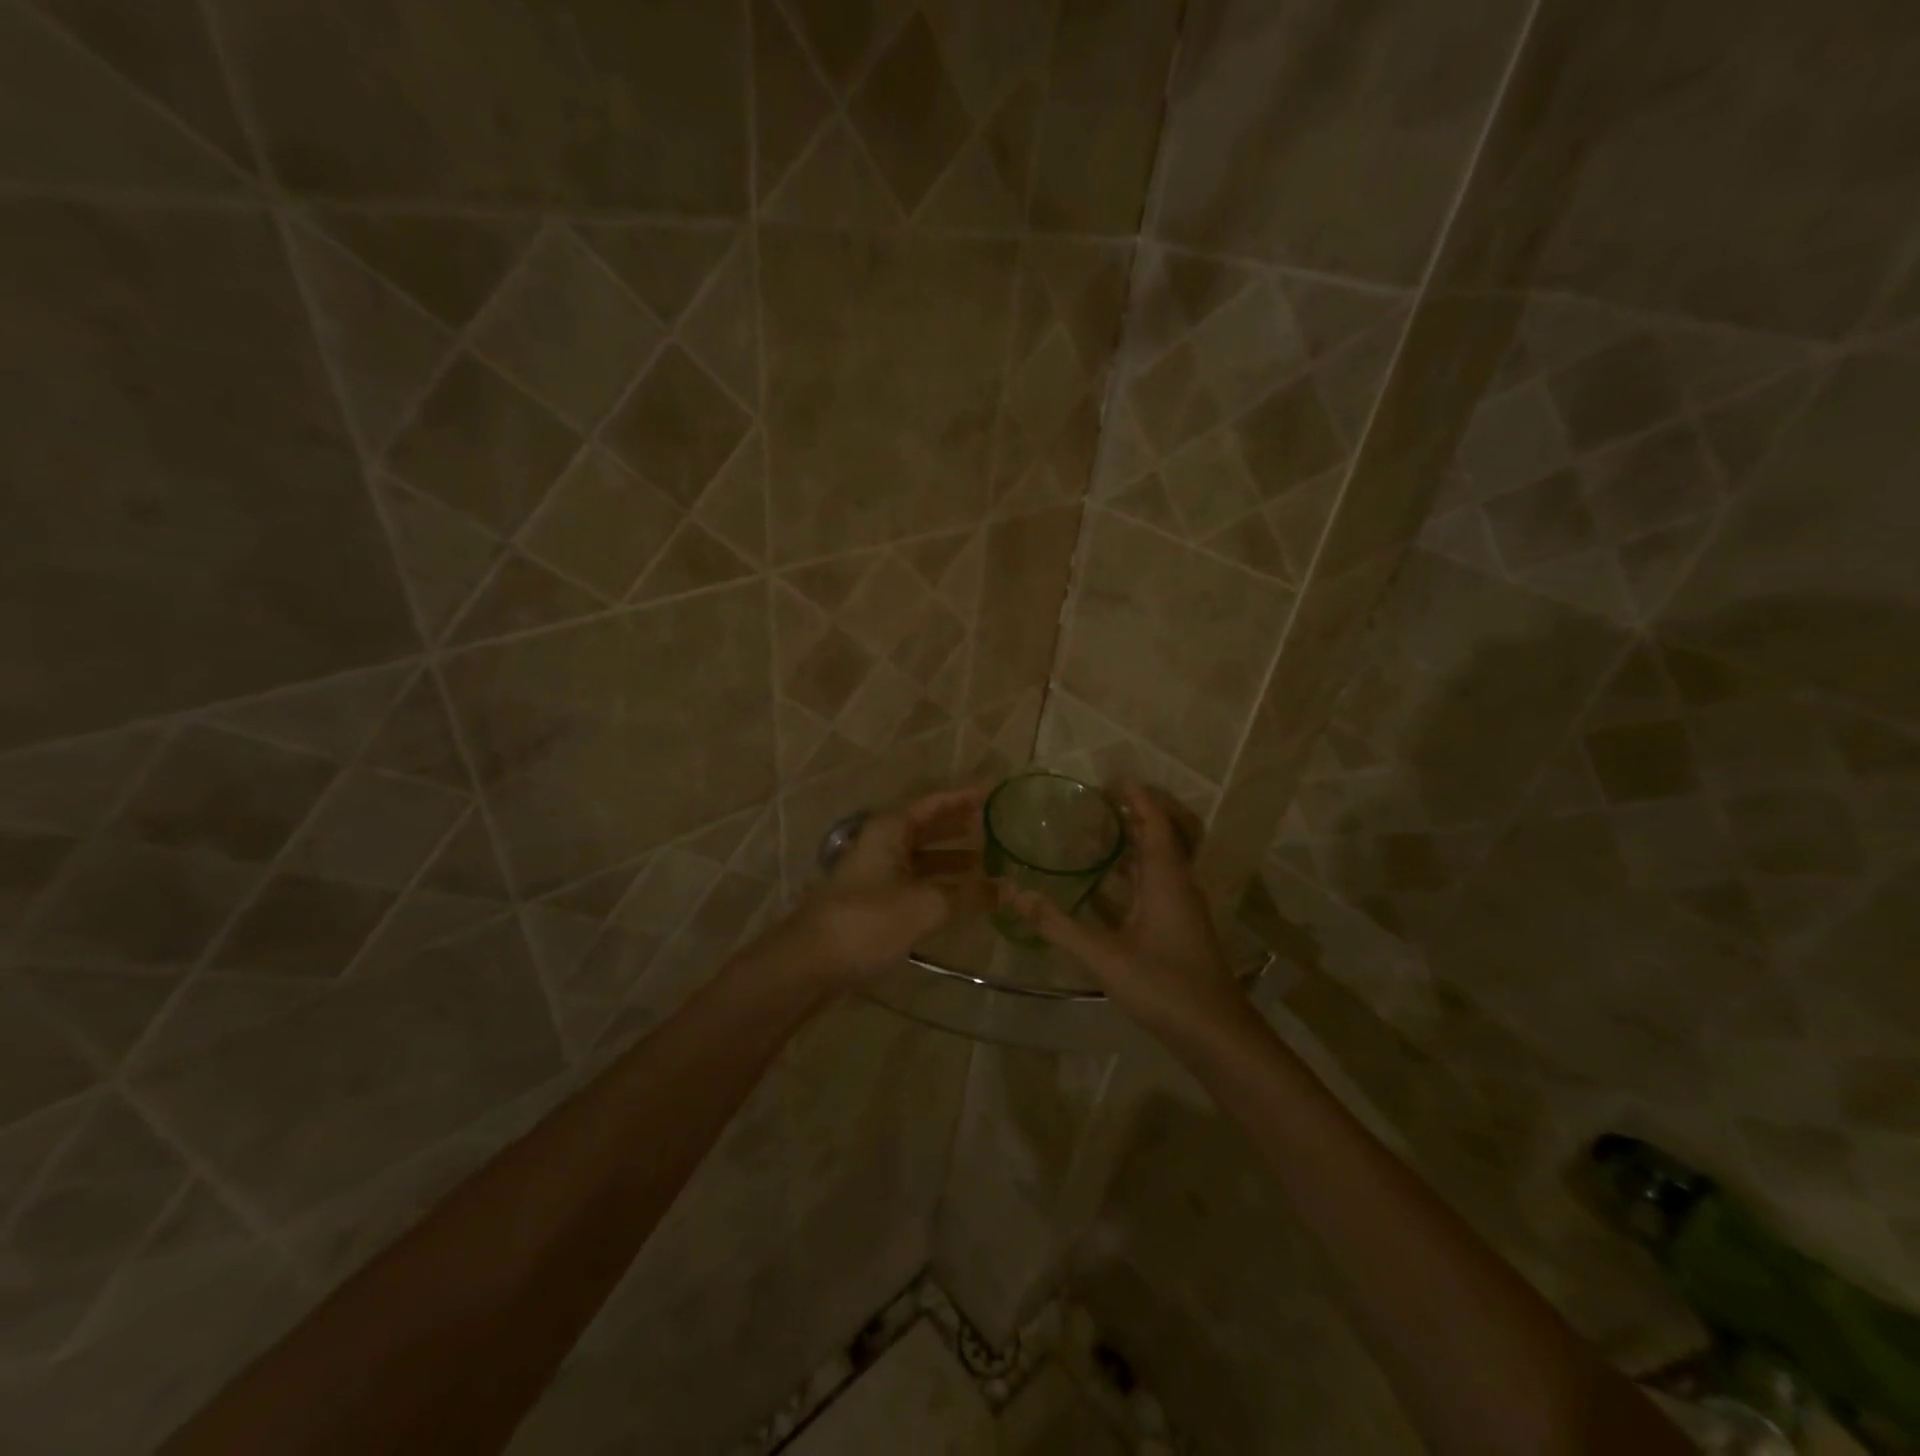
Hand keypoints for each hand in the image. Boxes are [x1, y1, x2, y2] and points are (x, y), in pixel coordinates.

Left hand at [778, 788, 990, 983]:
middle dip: (958, 826)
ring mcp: (875, 873)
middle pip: (926, 827)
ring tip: (985, 861)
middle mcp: (881, 844)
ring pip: (920, 857)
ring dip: (950, 858)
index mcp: (890, 830)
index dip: (963, 797)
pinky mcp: (872, 901)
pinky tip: (958, 896)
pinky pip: (913, 881)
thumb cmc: (868, 920)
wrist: (810, 962)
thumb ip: (969, 895)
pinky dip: (937, 883)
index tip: (992, 792)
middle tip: (993, 825)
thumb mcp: (926, 905)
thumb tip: (1008, 889)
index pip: (933, 803)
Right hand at [997, 781, 1249, 1038]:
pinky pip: (1156, 882)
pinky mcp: (1179, 925)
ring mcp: (1181, 905)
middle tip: (1099, 803)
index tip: (1107, 781)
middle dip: (1137, 812)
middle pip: (1164, 832)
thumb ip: (1056, 924)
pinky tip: (1103, 885)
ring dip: (1134, 842)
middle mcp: (1178, 883)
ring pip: (1160, 859)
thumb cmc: (1163, 986)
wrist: (1215, 1034)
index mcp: (1167, 877)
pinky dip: (1133, 872)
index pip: (1156, 820)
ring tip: (1096, 834)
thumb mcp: (1103, 955)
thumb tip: (1013, 893)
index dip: (1136, 796)